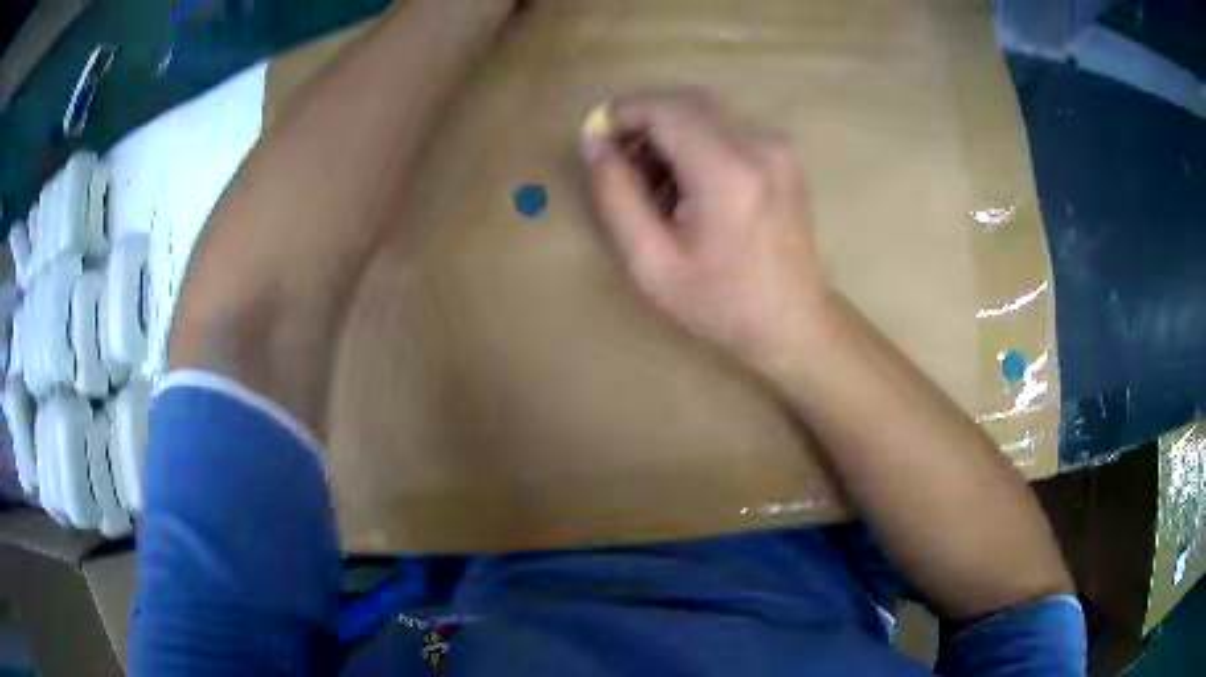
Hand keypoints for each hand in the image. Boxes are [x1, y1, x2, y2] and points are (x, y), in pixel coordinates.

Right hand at [584, 90, 831, 372]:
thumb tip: (595, 144)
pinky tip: (690, 185)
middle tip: (623, 164)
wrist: (795, 321)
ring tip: (656, 184)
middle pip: (685, 102)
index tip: (599, 139)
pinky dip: (697, 141)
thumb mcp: (651, 263)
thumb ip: (616, 196)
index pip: (664, 108)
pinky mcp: (783, 153)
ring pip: (705, 112)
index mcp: (726, 171)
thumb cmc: (721, 303)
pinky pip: (728, 127)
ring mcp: (777, 146)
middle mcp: (758, 144)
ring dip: (671, 132)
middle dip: (645, 121)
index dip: (623, 113)